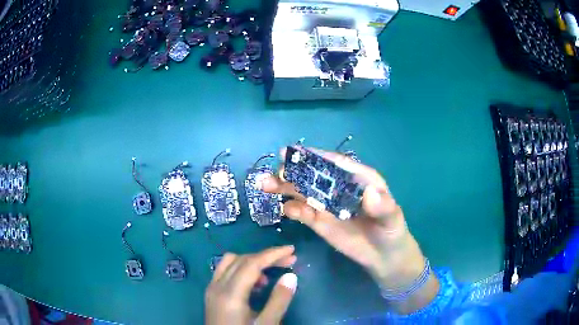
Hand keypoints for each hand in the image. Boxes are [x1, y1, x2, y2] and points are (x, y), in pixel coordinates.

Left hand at [205, 246, 297, 324]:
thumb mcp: (267, 324)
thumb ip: (279, 300)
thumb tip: (291, 275)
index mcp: (230, 294)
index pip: (251, 263)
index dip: (272, 254)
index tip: (292, 250)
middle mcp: (217, 286)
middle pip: (241, 259)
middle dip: (265, 256)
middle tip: (288, 261)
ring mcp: (211, 290)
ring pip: (230, 263)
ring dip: (251, 262)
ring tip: (270, 276)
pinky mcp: (211, 295)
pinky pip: (225, 272)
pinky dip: (241, 270)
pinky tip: (254, 285)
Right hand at [262, 148, 437, 312]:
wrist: (383, 257)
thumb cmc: (391, 231)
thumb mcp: (392, 218)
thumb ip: (383, 206)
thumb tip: (369, 193)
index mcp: (358, 179)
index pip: (335, 163)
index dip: (315, 156)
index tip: (293, 151)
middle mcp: (338, 188)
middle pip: (313, 176)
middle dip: (294, 172)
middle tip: (276, 172)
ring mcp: (327, 206)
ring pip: (303, 192)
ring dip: (285, 188)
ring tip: (266, 185)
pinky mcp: (320, 222)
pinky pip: (303, 213)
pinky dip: (292, 209)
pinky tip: (285, 210)